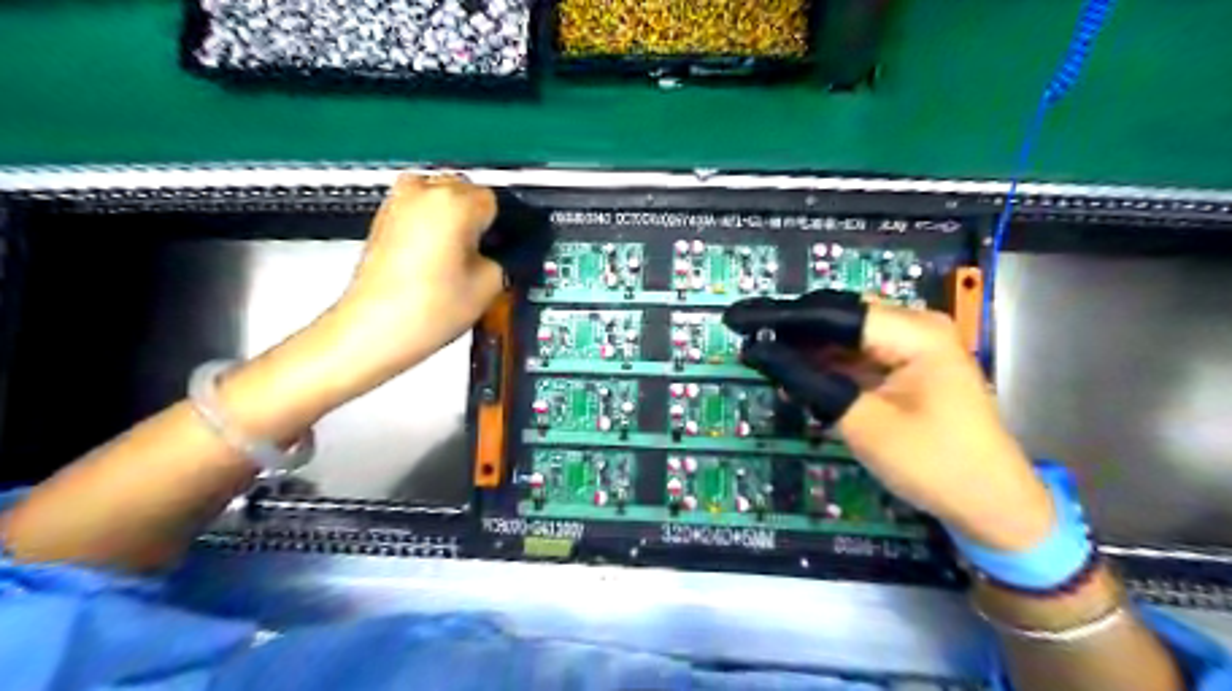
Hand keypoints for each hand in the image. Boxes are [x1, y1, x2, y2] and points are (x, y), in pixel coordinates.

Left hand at [333, 176, 504, 374]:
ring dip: (451, 220)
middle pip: (464, 192)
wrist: (373, 330)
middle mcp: (423, 191)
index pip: (495, 200)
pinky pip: (418, 211)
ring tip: (454, 260)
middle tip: (479, 256)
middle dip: (475, 219)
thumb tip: (499, 253)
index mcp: (455, 201)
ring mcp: (397, 203)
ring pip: (439, 198)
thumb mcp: (490, 286)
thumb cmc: (426, 309)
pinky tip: (433, 261)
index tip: (500, 248)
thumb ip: (502, 259)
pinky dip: (429, 227)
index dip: (501, 228)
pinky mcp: (381, 219)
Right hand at [724, 292, 1053, 551]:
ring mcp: (912, 347)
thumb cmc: (935, 464)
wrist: (993, 505)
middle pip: (838, 317)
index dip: (780, 316)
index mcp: (913, 331)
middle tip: (746, 340)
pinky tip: (797, 372)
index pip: (832, 313)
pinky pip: (856, 356)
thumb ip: (811, 382)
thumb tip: (760, 353)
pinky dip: (826, 365)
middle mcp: (914, 327)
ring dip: (806, 348)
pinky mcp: (907, 368)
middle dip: (791, 329)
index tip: (737, 321)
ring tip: (763, 356)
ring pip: (844, 336)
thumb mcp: (864, 423)